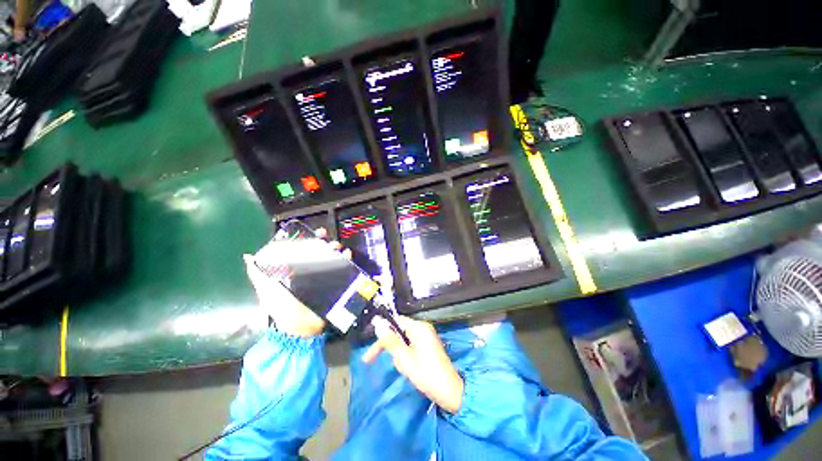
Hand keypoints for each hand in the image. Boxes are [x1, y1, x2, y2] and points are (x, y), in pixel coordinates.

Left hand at [244, 228, 347, 337]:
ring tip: (339, 248)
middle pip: (320, 253)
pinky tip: (348, 256)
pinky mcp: (333, 285)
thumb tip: (248, 256)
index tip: (317, 233)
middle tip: (329, 240)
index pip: (304, 250)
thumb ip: (258, 274)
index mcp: (295, 270)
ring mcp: (323, 278)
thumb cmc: (281, 307)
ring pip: (332, 260)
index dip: (310, 240)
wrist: (299, 327)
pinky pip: (342, 271)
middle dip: (326, 244)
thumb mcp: (266, 289)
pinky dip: (346, 261)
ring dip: (337, 251)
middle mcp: (310, 272)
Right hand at [363, 316, 463, 413]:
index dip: (382, 332)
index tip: (371, 346)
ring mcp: (426, 337)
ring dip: (400, 355)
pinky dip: (406, 358)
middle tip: (388, 363)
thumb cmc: (426, 374)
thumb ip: (390, 341)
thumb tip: (378, 324)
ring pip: (403, 342)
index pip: (396, 322)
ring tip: (407, 369)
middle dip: (392, 348)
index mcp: (419, 327)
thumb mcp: (405, 358)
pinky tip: (411, 369)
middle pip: (399, 332)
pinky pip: (410, 347)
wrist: (450, 392)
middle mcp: (423, 328)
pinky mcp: (427, 346)